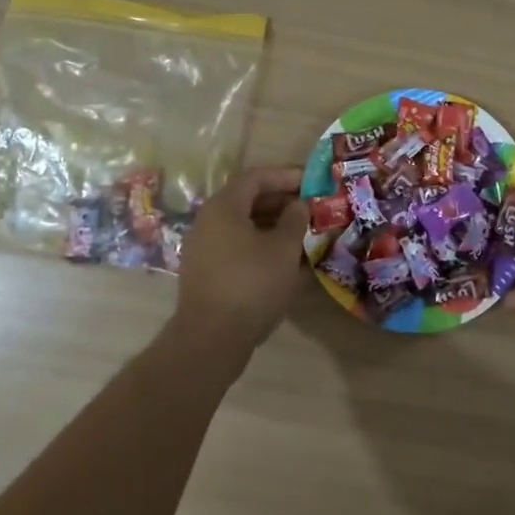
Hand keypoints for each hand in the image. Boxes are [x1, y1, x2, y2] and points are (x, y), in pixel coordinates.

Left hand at [173, 166, 308, 356]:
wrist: (211, 338)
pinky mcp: (205, 272)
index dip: (285, 175)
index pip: (256, 177)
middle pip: (247, 199)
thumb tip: (298, 205)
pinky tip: (283, 259)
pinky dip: (260, 244)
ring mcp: (203, 248)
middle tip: (310, 207)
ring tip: (302, 232)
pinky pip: (236, 246)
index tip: (311, 181)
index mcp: (223, 207)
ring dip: (272, 224)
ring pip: (242, 225)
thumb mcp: (283, 249)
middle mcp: (208, 221)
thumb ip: (294, 220)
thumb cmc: (251, 284)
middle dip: (280, 200)